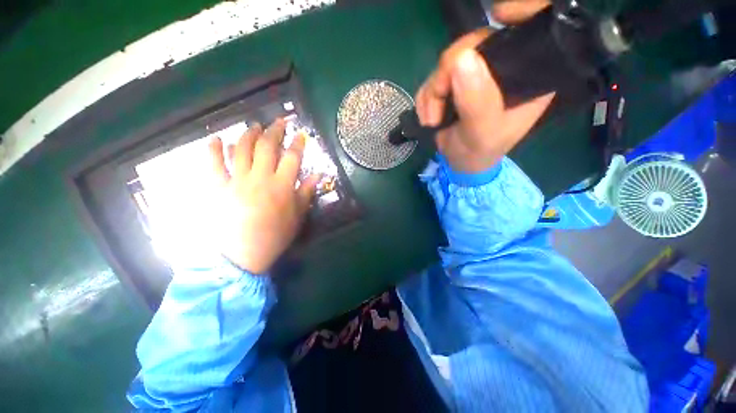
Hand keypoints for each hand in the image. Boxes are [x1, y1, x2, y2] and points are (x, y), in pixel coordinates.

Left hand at [208, 119, 319, 273]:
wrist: (243, 255)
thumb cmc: (275, 236)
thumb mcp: (298, 216)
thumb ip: (307, 192)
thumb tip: (318, 175)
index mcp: (281, 186)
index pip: (292, 157)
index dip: (298, 143)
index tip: (301, 134)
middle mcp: (260, 178)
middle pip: (267, 147)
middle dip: (274, 131)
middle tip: (278, 121)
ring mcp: (236, 181)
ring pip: (241, 149)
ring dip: (248, 134)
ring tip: (254, 126)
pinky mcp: (218, 187)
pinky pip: (212, 164)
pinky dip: (213, 150)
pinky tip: (216, 139)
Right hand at [415, 1, 554, 173]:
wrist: (460, 162)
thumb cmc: (479, 152)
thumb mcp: (482, 131)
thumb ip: (476, 100)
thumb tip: (461, 59)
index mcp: (527, 76)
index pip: (534, 31)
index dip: (522, 11)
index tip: (498, 15)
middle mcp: (503, 68)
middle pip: (476, 43)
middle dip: (447, 73)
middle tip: (438, 103)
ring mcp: (476, 74)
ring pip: (448, 61)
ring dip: (432, 92)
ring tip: (431, 119)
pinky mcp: (455, 82)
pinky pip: (434, 77)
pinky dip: (426, 97)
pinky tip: (428, 116)